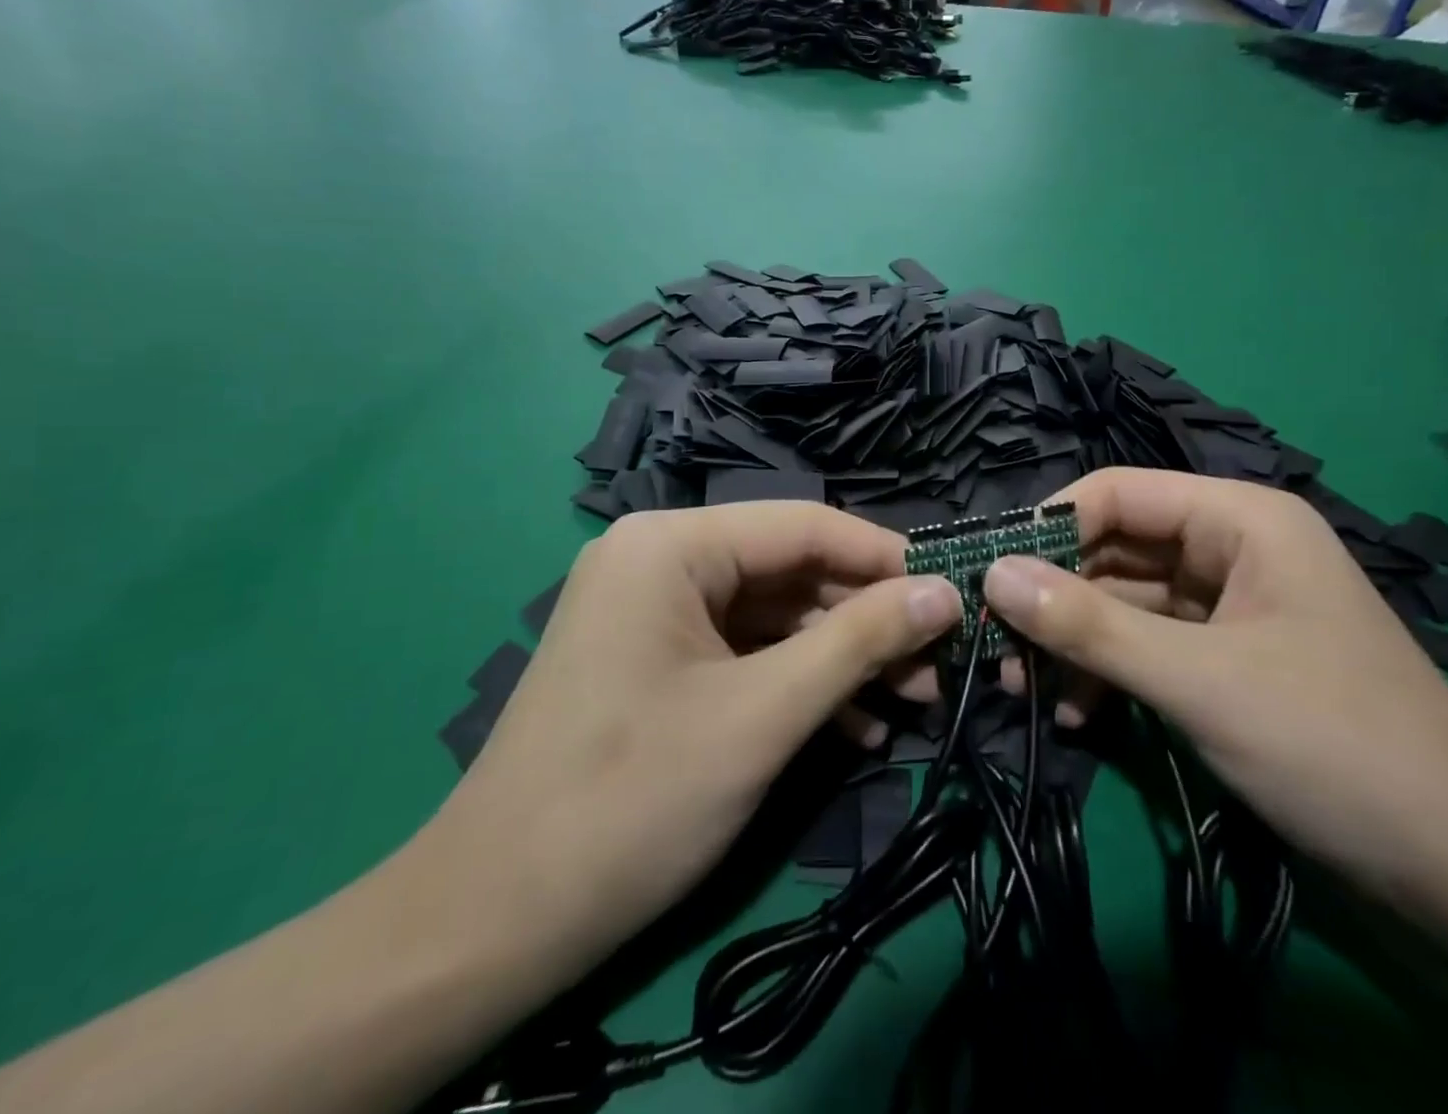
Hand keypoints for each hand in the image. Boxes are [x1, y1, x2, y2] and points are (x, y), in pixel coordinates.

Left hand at [414, 503, 961, 985]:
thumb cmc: (633, 799)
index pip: (803, 525)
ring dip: (840, 658)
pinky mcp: (656, 661)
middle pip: (789, 571)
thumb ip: (860, 642)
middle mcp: (659, 560)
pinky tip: (854, 726)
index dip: (883, 557)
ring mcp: (653, 612)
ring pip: (773, 616)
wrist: (494, 922)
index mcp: (671, 545)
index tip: (952, 592)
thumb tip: (946, 592)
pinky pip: (744, 653)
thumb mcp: (764, 714)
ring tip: (911, 700)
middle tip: (937, 664)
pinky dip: (797, 683)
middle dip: (866, 620)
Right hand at [980, 468, 1447, 901]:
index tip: (988, 575)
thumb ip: (1089, 625)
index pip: (1116, 492)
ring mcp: (1230, 604)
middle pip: (1115, 547)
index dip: (1047, 527)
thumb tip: (991, 574)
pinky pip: (1148, 644)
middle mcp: (1231, 547)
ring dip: (1074, 641)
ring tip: (1021, 687)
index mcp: (1239, 518)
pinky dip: (1108, 673)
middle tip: (996, 642)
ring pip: (1125, 601)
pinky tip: (1076, 716)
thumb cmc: (1335, 746)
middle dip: (1054, 595)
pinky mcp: (1227, 657)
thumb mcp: (1197, 681)